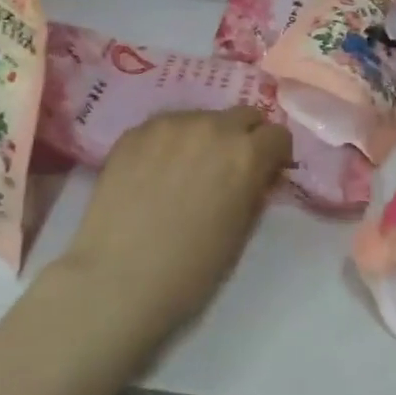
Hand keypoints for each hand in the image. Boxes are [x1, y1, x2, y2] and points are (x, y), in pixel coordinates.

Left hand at [55, 106, 292, 341]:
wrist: (117, 280)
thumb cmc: (190, 270)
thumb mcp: (241, 233)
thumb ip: (254, 191)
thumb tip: (256, 175)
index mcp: (246, 154)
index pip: (278, 135)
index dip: (275, 155)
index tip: (266, 172)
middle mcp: (212, 126)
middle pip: (243, 114)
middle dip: (245, 137)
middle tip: (229, 167)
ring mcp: (170, 124)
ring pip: (202, 117)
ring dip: (205, 137)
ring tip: (186, 170)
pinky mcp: (135, 130)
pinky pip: (166, 127)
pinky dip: (170, 142)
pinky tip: (155, 172)